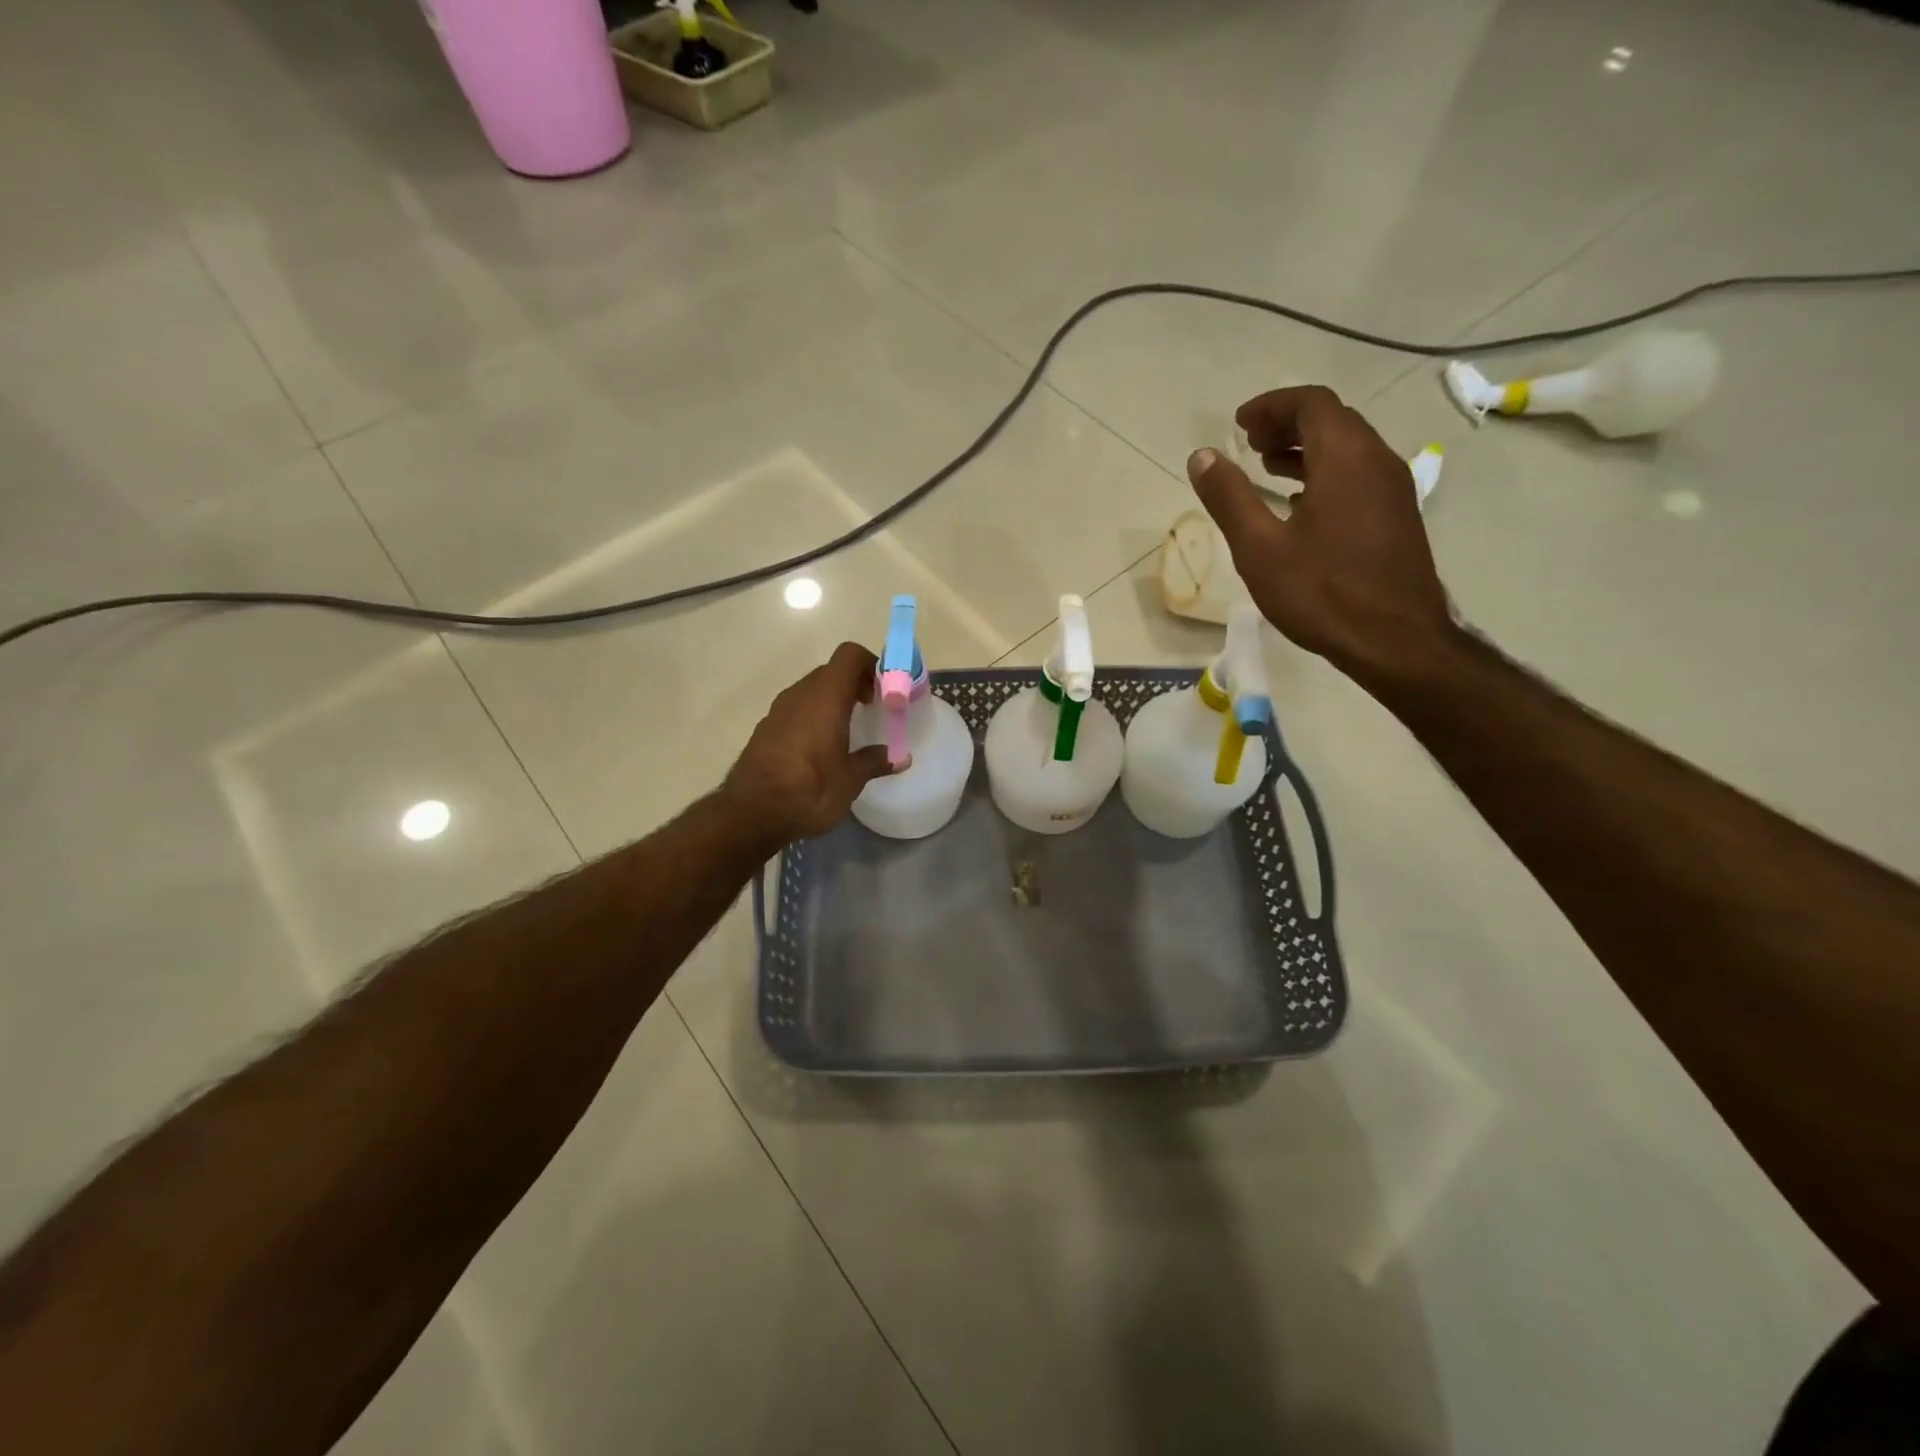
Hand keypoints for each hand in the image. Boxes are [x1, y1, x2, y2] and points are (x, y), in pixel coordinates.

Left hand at [723, 642, 896, 844]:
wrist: (751, 812)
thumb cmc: (810, 789)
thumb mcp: (851, 780)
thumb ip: (874, 761)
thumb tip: (900, 758)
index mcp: (826, 697)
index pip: (849, 656)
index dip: (870, 665)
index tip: (883, 690)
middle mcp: (801, 694)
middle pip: (831, 672)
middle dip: (853, 684)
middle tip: (870, 708)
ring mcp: (778, 710)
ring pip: (811, 690)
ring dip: (831, 700)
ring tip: (846, 729)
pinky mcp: (765, 728)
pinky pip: (795, 710)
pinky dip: (812, 716)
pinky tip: (818, 747)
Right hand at [1187, 385, 1453, 679]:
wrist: (1395, 640)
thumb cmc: (1322, 593)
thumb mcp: (1259, 548)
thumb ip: (1229, 498)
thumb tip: (1202, 456)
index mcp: (1345, 458)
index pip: (1311, 404)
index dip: (1271, 406)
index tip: (1239, 424)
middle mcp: (1376, 461)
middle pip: (1333, 420)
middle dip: (1287, 423)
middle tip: (1248, 444)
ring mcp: (1393, 489)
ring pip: (1348, 448)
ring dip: (1306, 448)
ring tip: (1266, 468)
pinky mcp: (1397, 516)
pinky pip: (1358, 474)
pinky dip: (1324, 472)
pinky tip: (1299, 503)